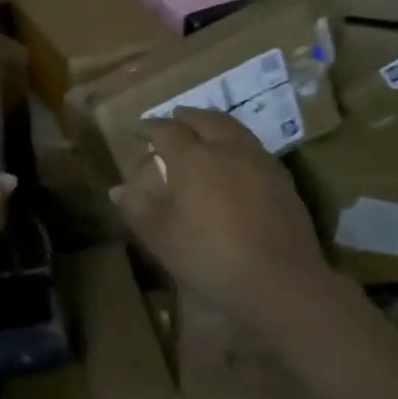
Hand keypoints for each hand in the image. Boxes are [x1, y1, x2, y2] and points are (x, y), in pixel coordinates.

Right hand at [112, 107, 325, 336]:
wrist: (280, 281)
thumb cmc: (210, 258)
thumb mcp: (162, 239)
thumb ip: (137, 210)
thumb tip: (116, 189)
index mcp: (192, 158)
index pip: (166, 130)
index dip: (150, 127)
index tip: (139, 130)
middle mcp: (225, 148)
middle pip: (203, 119)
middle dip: (185, 117)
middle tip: (173, 119)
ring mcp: (258, 159)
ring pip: (232, 127)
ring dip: (213, 123)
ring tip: (204, 129)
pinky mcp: (281, 177)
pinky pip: (253, 145)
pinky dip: (236, 141)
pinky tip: (236, 158)